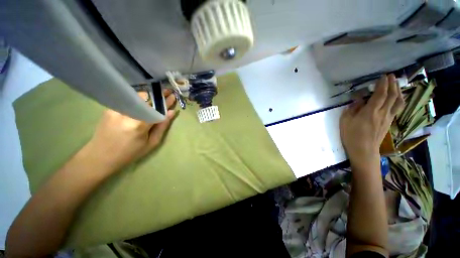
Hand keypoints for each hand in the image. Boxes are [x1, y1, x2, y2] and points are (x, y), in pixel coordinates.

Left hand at [85, 89, 176, 171]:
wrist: (100, 157)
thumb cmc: (130, 153)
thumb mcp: (151, 143)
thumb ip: (162, 126)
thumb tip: (171, 112)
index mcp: (138, 125)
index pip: (156, 108)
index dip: (166, 102)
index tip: (173, 96)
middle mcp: (126, 114)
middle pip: (145, 98)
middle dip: (158, 95)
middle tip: (167, 92)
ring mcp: (115, 109)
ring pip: (136, 97)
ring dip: (148, 96)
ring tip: (157, 96)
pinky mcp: (109, 109)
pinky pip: (127, 100)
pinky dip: (138, 100)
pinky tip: (143, 101)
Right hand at [340, 74, 403, 161]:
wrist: (363, 150)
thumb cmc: (351, 135)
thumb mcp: (345, 121)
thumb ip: (352, 108)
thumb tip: (359, 100)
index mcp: (370, 112)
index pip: (380, 94)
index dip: (383, 84)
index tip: (383, 76)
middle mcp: (383, 113)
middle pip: (392, 96)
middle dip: (393, 84)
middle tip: (391, 76)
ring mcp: (388, 118)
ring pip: (398, 102)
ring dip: (398, 91)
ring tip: (396, 84)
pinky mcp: (389, 122)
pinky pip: (397, 108)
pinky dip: (398, 100)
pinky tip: (396, 98)